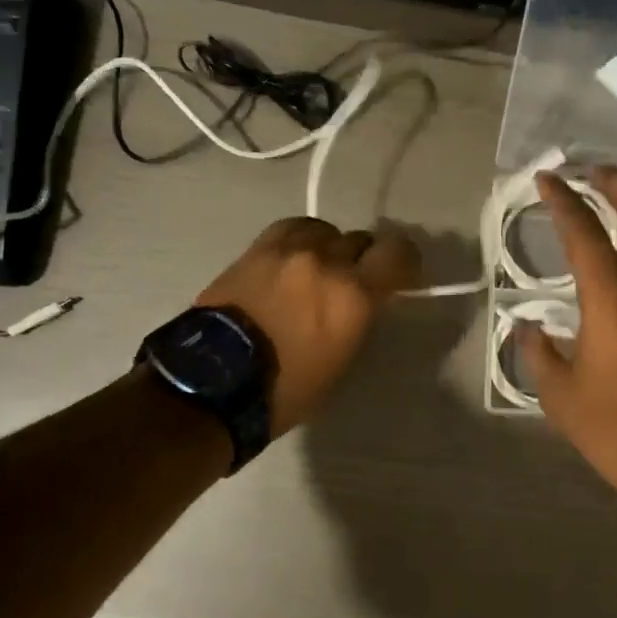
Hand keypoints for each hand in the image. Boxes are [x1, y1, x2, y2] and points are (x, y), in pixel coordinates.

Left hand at [195, 217, 420, 436]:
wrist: (213, 382)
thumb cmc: (285, 389)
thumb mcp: (340, 360)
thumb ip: (359, 318)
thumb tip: (365, 299)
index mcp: (354, 296)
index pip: (398, 253)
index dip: (404, 261)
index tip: (400, 275)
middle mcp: (326, 263)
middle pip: (361, 240)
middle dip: (364, 259)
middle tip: (355, 280)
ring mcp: (289, 251)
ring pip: (327, 230)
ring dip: (330, 248)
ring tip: (320, 267)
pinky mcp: (257, 248)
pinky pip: (292, 228)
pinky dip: (301, 239)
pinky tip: (295, 257)